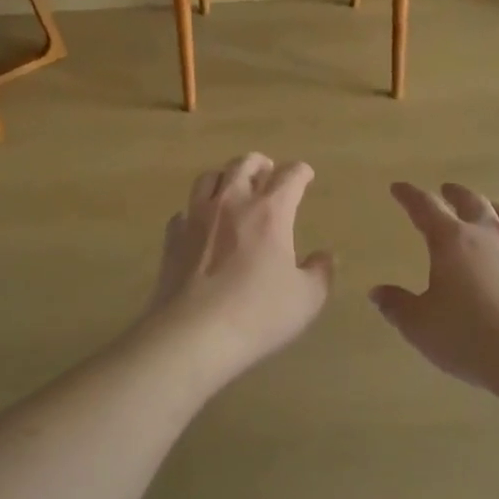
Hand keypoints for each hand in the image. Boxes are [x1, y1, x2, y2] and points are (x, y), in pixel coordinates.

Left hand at [146, 153, 334, 387]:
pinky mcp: (173, 236)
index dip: (301, 172)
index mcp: (270, 211)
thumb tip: (324, 256)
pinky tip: (201, 225)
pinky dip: (196, 211)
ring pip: (209, 177)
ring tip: (233, 188)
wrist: (193, 334)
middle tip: (268, 172)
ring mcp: (197, 216)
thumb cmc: (257, 314)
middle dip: (261, 164)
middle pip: (245, 164)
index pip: (290, 175)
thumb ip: (320, 272)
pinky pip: (185, 211)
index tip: (305, 175)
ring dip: (225, 177)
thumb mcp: (306, 299)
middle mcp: (233, 202)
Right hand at [370, 183, 498, 399]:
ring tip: (487, 210)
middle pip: (471, 201)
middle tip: (446, 190)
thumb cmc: (468, 336)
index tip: (398, 188)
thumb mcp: (420, 325)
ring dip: (492, 208)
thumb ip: (397, 305)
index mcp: (451, 239)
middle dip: (455, 193)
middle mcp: (487, 234)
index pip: (425, 206)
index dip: (409, 195)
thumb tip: (377, 292)